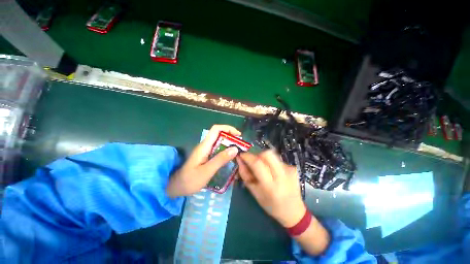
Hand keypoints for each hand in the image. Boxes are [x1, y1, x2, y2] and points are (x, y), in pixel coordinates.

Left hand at [166, 125, 239, 196]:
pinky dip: (226, 150)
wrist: (177, 187)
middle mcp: (205, 145)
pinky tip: (230, 158)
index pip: (216, 129)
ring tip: (238, 151)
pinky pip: (218, 149)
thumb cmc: (190, 180)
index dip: (228, 128)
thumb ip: (220, 160)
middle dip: (231, 137)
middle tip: (241, 145)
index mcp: (204, 146)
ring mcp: (205, 150)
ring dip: (229, 144)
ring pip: (219, 142)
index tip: (238, 135)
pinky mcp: (206, 155)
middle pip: (219, 134)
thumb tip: (235, 148)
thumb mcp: (206, 171)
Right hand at [236, 150, 306, 227]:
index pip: (257, 163)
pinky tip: (274, 173)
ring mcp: (290, 170)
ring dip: (264, 159)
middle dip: (257, 155)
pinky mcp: (293, 168)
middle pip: (267, 154)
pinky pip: (278, 160)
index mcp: (270, 186)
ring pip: (272, 155)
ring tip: (264, 169)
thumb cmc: (271, 205)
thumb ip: (245, 175)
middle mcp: (282, 176)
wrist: (294, 211)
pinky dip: (272, 163)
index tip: (242, 155)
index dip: (248, 156)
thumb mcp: (254, 193)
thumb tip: (240, 160)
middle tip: (254, 162)